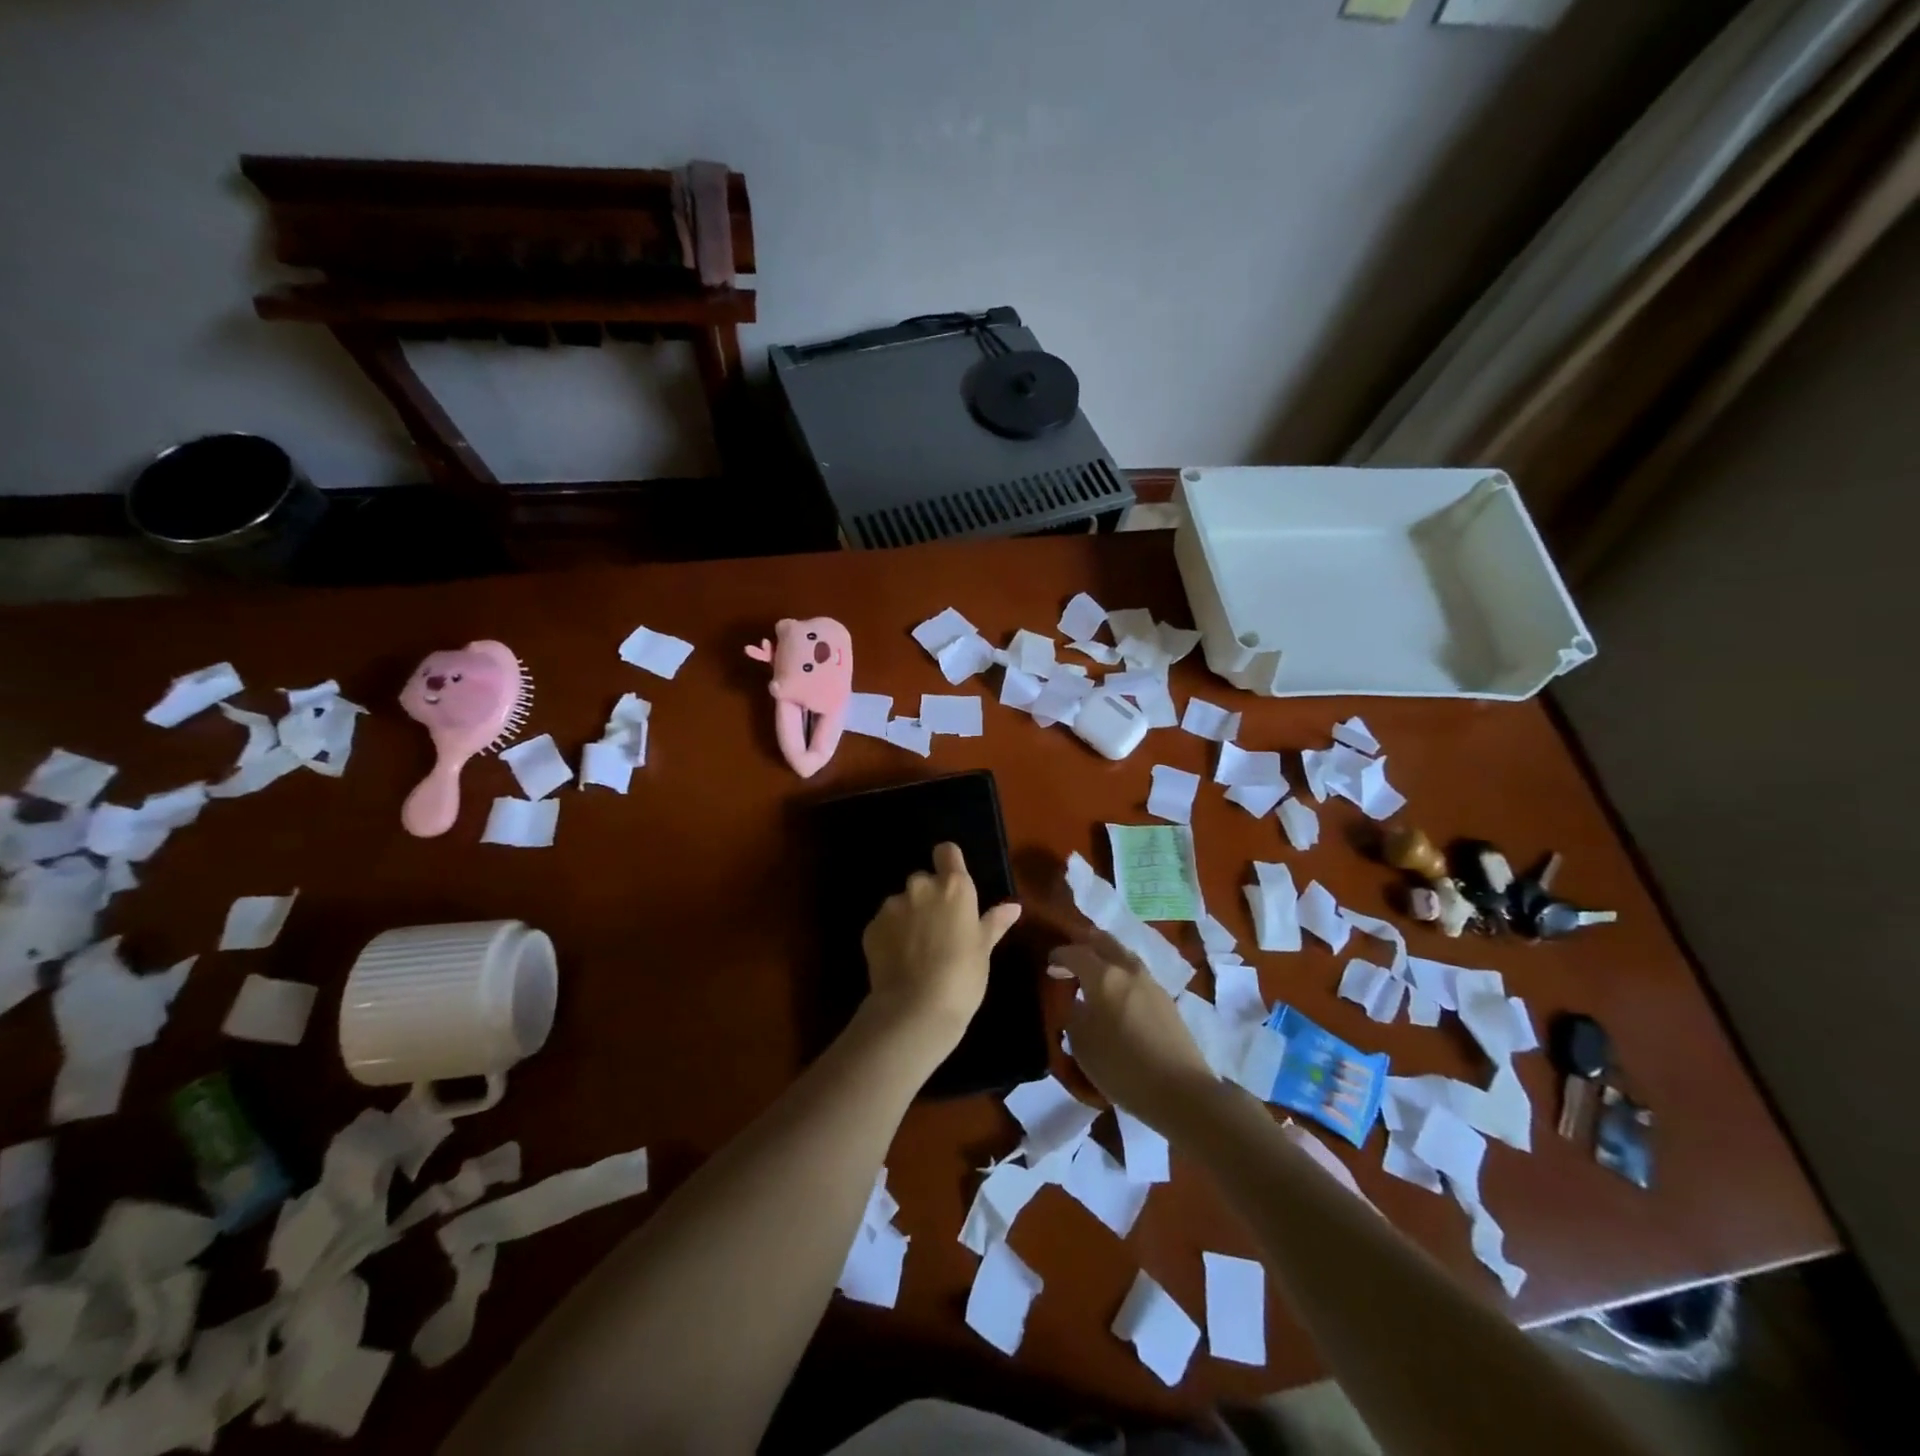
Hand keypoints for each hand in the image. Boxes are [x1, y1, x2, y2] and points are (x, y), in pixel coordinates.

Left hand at [860, 842, 1020, 1053]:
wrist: (915, 1009)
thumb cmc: (962, 977)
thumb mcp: (984, 949)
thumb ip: (994, 922)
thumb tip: (1013, 906)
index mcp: (954, 887)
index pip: (947, 851)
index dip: (949, 862)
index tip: (952, 882)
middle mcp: (921, 887)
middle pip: (923, 880)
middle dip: (929, 897)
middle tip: (938, 928)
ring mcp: (892, 906)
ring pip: (902, 902)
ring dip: (908, 917)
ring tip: (917, 950)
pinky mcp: (871, 927)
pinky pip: (884, 923)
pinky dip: (891, 935)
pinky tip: (900, 961)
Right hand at [1048, 930, 1216, 1133]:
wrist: (1180, 1091)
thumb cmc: (1122, 1067)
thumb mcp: (1082, 1044)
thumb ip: (1073, 1016)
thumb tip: (1076, 1003)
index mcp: (1103, 976)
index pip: (1075, 952)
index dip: (1059, 955)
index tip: (1049, 963)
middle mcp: (1127, 969)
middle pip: (1104, 941)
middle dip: (1085, 944)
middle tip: (1071, 958)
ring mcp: (1150, 982)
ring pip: (1123, 954)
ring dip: (1105, 956)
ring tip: (1093, 974)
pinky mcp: (1166, 999)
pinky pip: (1136, 973)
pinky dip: (1121, 973)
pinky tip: (1117, 993)